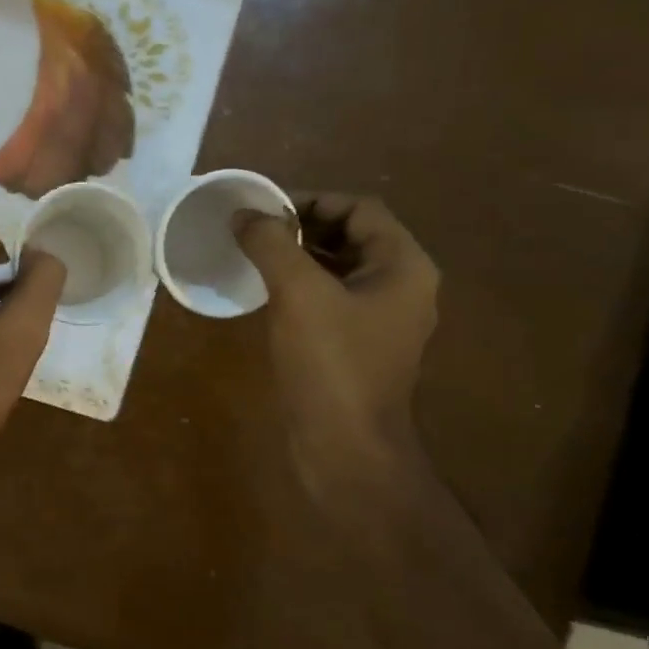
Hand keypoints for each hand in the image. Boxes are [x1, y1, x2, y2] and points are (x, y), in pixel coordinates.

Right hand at [234, 193, 438, 508]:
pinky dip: (301, 291)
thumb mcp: (299, 294)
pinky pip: (331, 303)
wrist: (346, 449)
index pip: (359, 208)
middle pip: (351, 237)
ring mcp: (381, 322)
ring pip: (338, 271)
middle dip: (303, 228)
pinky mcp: (359, 348)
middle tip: (254, 234)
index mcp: (403, 266)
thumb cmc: (331, 365)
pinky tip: (267, 298)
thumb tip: (245, 214)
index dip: (311, 200)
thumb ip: (272, 245)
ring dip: (299, 259)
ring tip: (254, 260)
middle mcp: (401, 288)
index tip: (264, 211)